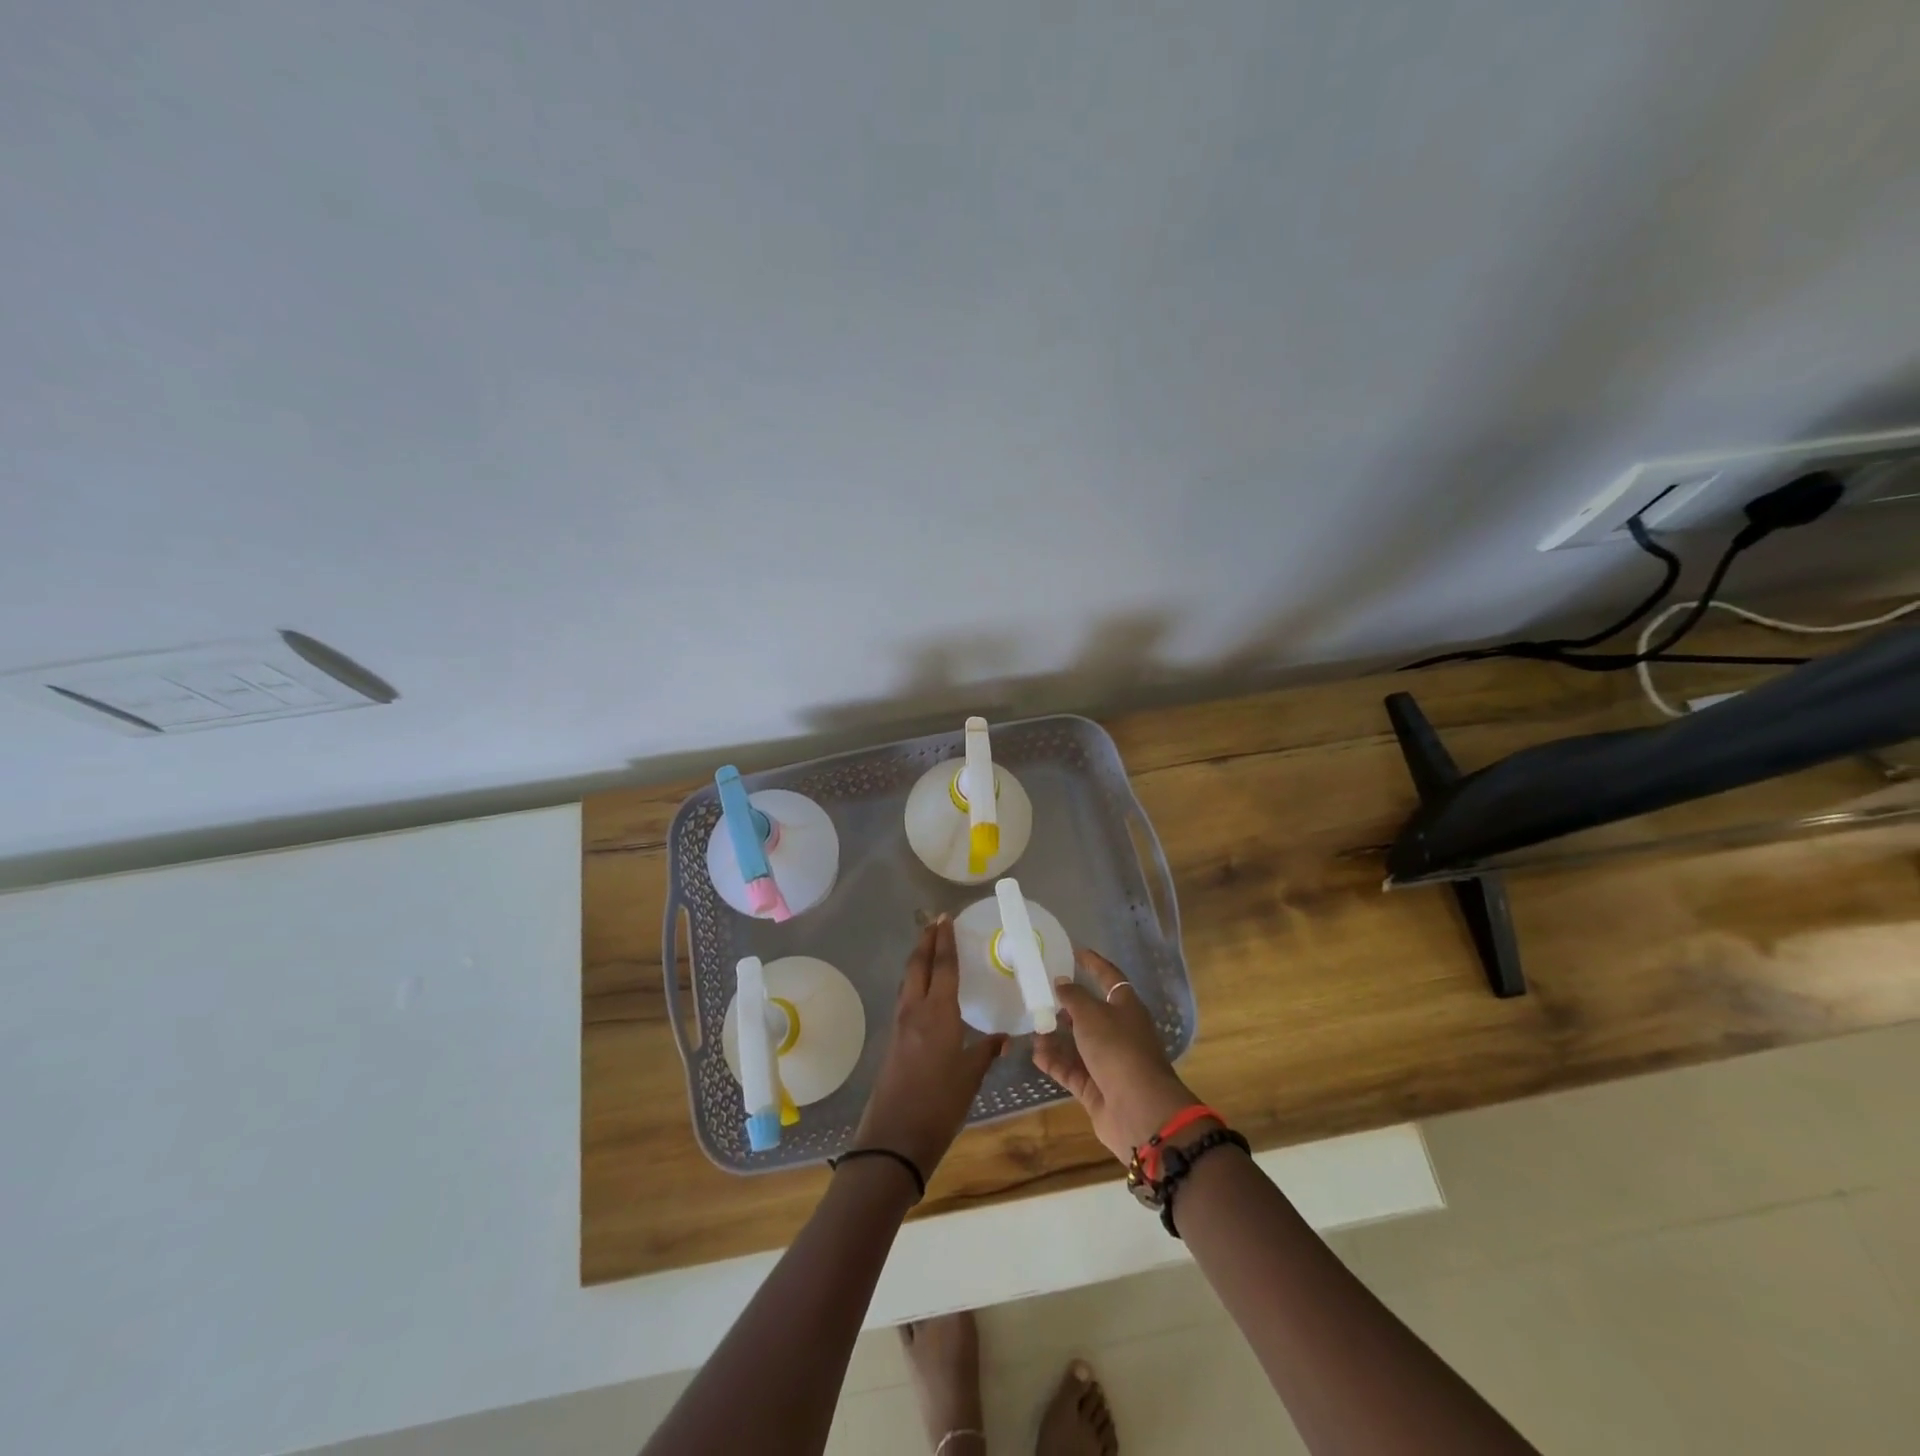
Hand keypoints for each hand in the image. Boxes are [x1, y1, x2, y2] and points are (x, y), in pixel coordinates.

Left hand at [852, 916, 1006, 1179]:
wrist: (894, 1137)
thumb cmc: (939, 1104)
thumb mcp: (970, 1077)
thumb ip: (985, 1052)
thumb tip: (1003, 1038)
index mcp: (938, 1013)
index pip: (943, 966)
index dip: (946, 940)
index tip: (947, 918)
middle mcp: (916, 1010)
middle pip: (918, 964)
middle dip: (926, 940)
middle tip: (935, 921)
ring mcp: (901, 1024)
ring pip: (909, 979)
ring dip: (918, 959)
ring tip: (929, 946)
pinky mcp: (894, 1038)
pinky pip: (906, 997)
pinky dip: (915, 981)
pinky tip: (924, 988)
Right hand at [1034, 948, 1199, 1163]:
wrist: (1139, 1110)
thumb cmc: (1118, 1049)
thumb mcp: (1091, 1015)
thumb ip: (1073, 997)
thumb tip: (1061, 982)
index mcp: (1126, 1008)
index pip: (1109, 978)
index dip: (1094, 964)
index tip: (1075, 952)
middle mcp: (1119, 1032)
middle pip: (1091, 1013)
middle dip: (1068, 1005)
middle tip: (1041, 994)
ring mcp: (1108, 1062)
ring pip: (1077, 1043)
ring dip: (1056, 1036)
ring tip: (1032, 1026)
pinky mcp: (1096, 1088)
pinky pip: (1071, 1069)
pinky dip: (1054, 1062)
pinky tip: (1035, 1054)